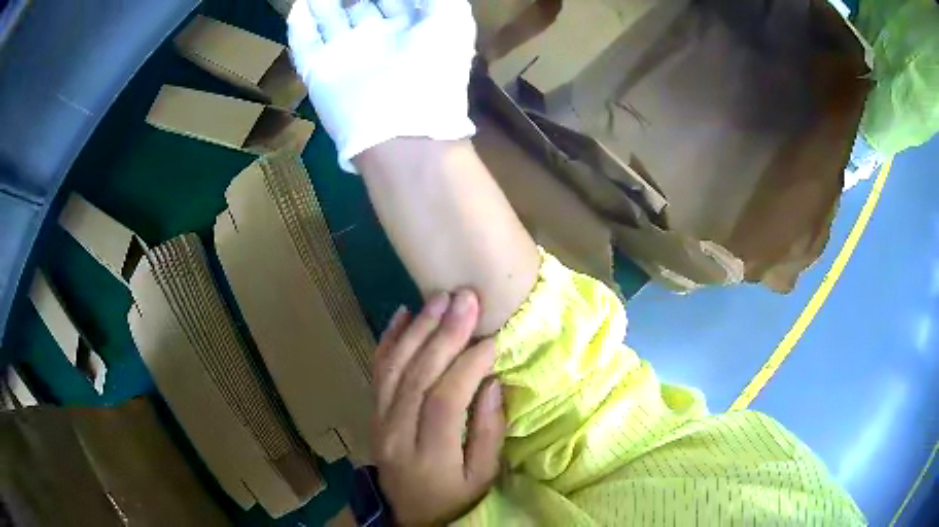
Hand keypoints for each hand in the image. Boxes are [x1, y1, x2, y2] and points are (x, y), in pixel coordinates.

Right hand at [287, 0, 477, 172]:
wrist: (401, 131)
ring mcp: (346, 55)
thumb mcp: (453, 20)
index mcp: (412, 31)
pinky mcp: (320, 71)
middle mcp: (378, 40)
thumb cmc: (435, 69)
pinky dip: (299, 24)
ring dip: (324, 4)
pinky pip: (305, 41)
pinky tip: (297, 6)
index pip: (397, 2)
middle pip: (361, 8)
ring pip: (331, 20)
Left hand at [372, 290, 505, 524]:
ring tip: (439, 298)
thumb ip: (488, 432)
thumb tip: (492, 383)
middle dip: (443, 334)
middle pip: (417, 377)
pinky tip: (402, 314)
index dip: (467, 366)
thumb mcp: (482, 477)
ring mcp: (378, 421)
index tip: (490, 338)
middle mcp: (396, 433)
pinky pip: (377, 372)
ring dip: (416, 329)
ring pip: (394, 368)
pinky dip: (388, 340)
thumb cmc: (452, 497)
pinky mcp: (373, 412)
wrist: (405, 512)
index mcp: (429, 455)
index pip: (445, 401)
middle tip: (464, 298)